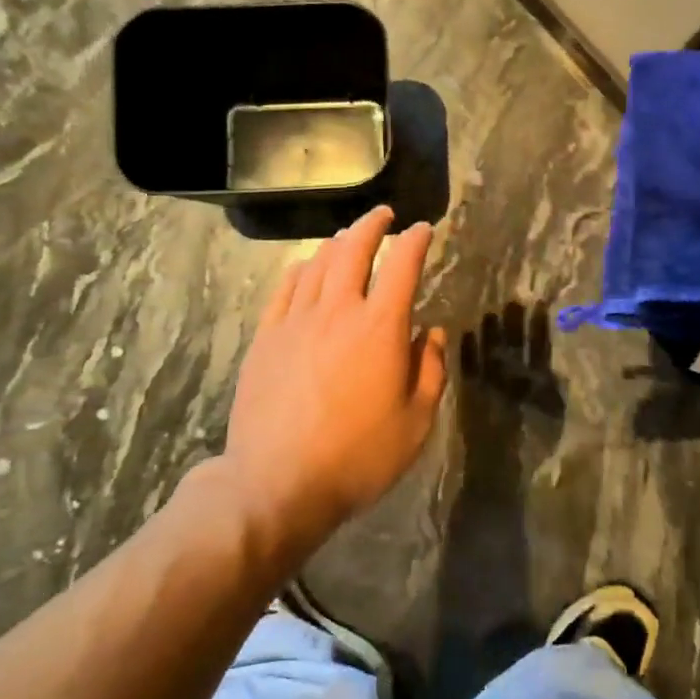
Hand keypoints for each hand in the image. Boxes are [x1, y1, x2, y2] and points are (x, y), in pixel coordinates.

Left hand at [223, 206, 448, 546]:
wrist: (277, 483)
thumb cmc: (357, 457)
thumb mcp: (416, 423)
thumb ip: (430, 371)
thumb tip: (432, 333)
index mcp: (380, 327)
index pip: (402, 265)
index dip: (415, 241)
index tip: (422, 230)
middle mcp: (337, 310)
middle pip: (353, 249)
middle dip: (371, 225)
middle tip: (383, 215)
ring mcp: (295, 321)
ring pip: (317, 263)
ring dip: (337, 243)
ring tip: (348, 238)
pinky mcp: (266, 337)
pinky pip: (285, 288)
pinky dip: (301, 269)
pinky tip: (306, 268)